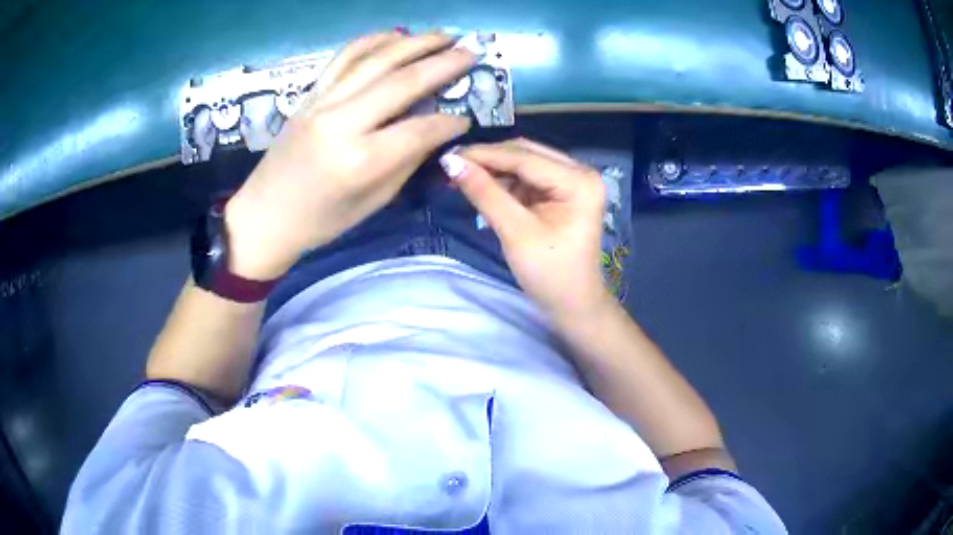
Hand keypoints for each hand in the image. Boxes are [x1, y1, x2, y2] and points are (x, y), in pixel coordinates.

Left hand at [224, 32, 477, 279]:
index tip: (466, 118)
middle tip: (471, 50)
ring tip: (444, 35)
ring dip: (414, 42)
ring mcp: (322, 102)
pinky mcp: (310, 94)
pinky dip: (373, 41)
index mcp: (360, 160)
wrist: (264, 215)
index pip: (419, 129)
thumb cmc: (320, 220)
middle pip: (402, 81)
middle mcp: (341, 122)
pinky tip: (396, 34)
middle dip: (443, 63)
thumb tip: (435, 130)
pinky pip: (344, 57)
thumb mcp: (373, 202)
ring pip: (375, 59)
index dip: (449, 122)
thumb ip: (407, 161)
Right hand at [441, 139, 611, 321]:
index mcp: (578, 180)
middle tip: (452, 167)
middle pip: (526, 154)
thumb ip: (485, 193)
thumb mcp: (515, 232)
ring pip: (524, 163)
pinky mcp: (562, 192)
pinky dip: (505, 182)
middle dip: (488, 160)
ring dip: (494, 170)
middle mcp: (580, 172)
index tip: (447, 157)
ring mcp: (572, 181)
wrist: (573, 304)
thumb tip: (451, 162)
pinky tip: (483, 188)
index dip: (484, 155)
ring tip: (462, 178)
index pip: (524, 157)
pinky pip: (528, 177)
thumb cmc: (550, 274)